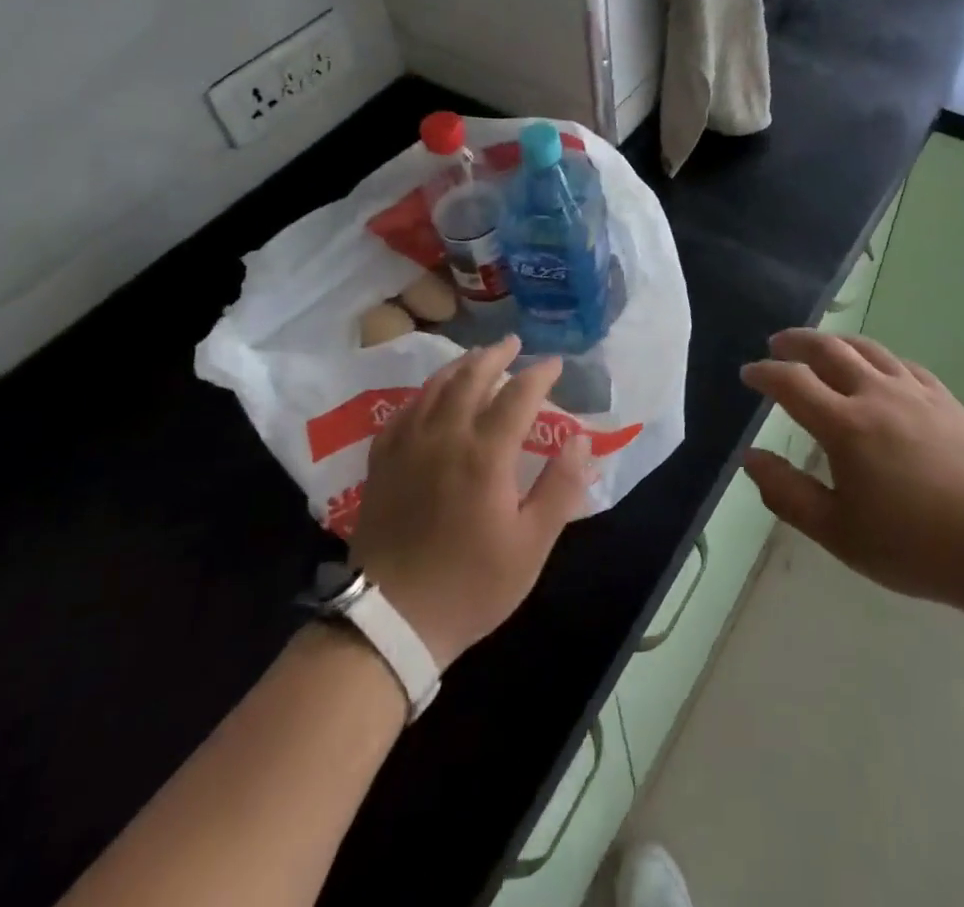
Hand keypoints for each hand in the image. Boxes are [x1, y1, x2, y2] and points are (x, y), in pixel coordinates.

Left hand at [351, 336, 593, 669]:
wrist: (390, 620)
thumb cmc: (471, 585)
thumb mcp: (531, 545)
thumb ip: (560, 487)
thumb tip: (580, 440)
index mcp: (485, 453)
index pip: (518, 395)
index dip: (539, 374)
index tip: (555, 363)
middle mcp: (444, 436)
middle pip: (471, 378)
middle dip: (496, 355)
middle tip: (513, 343)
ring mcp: (408, 446)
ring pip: (435, 388)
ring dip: (461, 366)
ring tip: (477, 356)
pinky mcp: (382, 462)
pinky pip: (405, 410)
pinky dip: (425, 392)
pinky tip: (431, 394)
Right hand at [740, 329, 963, 614]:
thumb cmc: (914, 546)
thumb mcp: (838, 532)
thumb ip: (787, 493)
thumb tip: (750, 457)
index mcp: (845, 425)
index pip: (792, 382)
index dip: (765, 373)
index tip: (748, 373)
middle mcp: (876, 395)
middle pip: (829, 350)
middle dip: (796, 342)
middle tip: (777, 344)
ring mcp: (915, 393)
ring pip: (868, 349)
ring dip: (836, 342)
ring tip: (821, 346)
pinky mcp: (946, 400)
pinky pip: (903, 364)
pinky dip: (878, 358)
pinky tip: (878, 368)